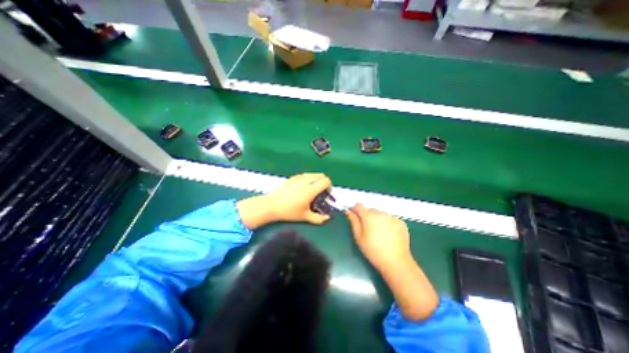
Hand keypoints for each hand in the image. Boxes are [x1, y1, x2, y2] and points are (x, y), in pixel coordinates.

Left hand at [237, 172, 333, 228]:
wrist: (272, 205)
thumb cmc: (289, 211)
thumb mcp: (305, 217)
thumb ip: (319, 218)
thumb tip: (328, 218)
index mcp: (311, 190)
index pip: (326, 181)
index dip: (329, 186)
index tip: (327, 193)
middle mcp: (306, 181)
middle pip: (321, 175)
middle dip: (324, 182)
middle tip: (321, 191)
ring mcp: (299, 178)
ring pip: (313, 174)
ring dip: (317, 179)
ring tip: (312, 189)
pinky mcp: (293, 177)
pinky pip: (305, 174)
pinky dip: (309, 178)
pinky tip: (304, 187)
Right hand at [344, 205, 413, 269]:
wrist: (396, 262)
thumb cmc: (373, 251)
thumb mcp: (359, 237)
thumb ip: (353, 221)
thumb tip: (348, 211)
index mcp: (369, 216)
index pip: (359, 206)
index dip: (355, 210)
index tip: (354, 217)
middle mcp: (381, 213)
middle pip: (370, 210)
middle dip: (367, 216)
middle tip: (367, 229)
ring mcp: (392, 217)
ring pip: (380, 214)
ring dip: (377, 219)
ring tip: (379, 233)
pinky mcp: (401, 222)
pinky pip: (390, 219)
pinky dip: (387, 223)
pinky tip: (388, 234)